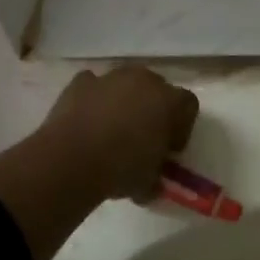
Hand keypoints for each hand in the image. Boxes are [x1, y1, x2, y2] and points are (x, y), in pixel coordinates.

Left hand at [33, 67, 199, 200]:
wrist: (71, 159)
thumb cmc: (121, 169)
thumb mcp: (149, 182)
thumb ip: (157, 174)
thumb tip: (153, 181)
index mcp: (169, 101)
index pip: (188, 105)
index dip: (182, 126)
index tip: (170, 149)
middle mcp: (144, 80)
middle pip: (157, 88)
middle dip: (153, 109)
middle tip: (142, 138)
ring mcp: (111, 77)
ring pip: (125, 84)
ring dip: (123, 101)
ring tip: (111, 131)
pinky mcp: (81, 82)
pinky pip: (94, 86)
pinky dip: (94, 99)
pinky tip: (87, 121)